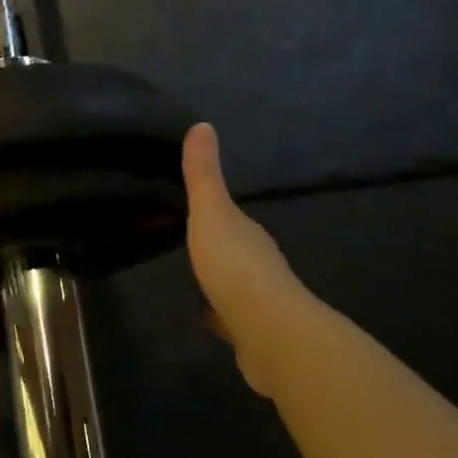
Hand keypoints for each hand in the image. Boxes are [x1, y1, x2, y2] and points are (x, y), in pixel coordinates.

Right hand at [183, 123, 309, 394]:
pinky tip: (206, 317)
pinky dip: (221, 314)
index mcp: (248, 234)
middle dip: (217, 246)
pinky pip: (232, 317)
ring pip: (235, 284)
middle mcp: (259, 264)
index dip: (214, 212)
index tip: (192, 209)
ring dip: (220, 280)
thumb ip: (204, 175)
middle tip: (188, 242)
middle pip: (235, 249)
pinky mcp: (253, 334)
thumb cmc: (236, 266)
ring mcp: (259, 301)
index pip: (231, 218)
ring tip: (193, 277)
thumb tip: (202, 124)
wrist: (269, 332)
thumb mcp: (211, 213)